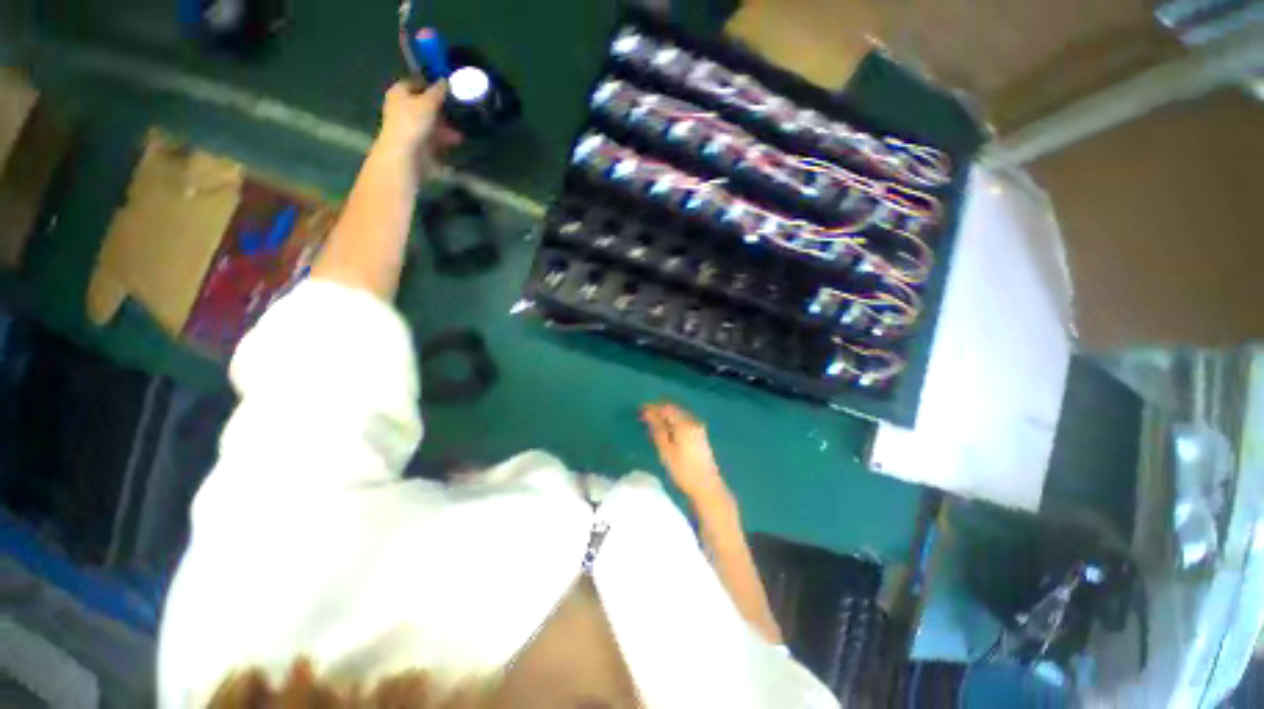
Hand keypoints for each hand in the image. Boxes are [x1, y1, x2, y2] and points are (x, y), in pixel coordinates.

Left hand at [377, 80, 462, 178]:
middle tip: (457, 112)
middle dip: (441, 110)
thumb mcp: (428, 103)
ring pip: (430, 123)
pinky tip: (457, 142)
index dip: (430, 85)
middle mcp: (402, 108)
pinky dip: (444, 139)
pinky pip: (433, 138)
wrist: (405, 155)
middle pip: (424, 105)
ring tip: (461, 132)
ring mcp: (409, 127)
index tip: (447, 90)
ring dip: (446, 127)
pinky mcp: (417, 144)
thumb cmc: (413, 123)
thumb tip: (446, 80)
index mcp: (399, 93)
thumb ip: (438, 91)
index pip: (415, 83)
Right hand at [641, 403, 728, 503]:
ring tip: (652, 424)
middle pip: (674, 410)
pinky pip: (684, 422)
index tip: (640, 411)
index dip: (653, 407)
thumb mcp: (666, 450)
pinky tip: (666, 431)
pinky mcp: (700, 435)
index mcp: (685, 424)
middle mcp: (693, 422)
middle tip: (644, 417)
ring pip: (679, 416)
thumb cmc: (683, 470)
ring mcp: (698, 428)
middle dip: (659, 411)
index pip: (667, 408)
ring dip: (666, 417)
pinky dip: (673, 423)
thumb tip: (648, 414)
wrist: (707, 487)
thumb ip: (657, 429)